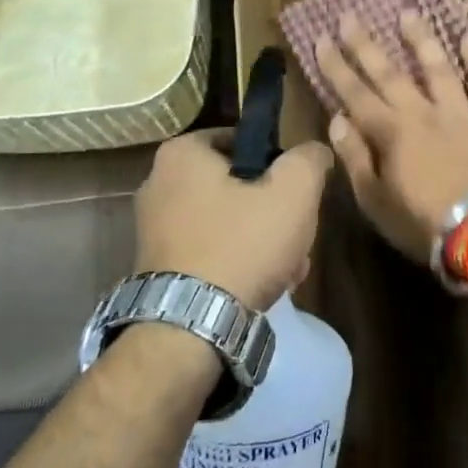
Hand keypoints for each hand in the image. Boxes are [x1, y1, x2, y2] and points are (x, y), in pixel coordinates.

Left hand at [133, 129, 333, 310]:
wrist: (191, 328)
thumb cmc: (242, 244)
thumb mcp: (293, 192)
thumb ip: (309, 159)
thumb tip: (314, 151)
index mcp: (182, 154)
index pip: (243, 140)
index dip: (278, 164)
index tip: (297, 193)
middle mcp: (158, 183)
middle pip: (237, 185)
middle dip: (273, 211)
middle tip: (297, 235)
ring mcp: (153, 228)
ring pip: (227, 221)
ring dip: (261, 241)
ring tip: (287, 269)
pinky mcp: (158, 266)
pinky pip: (209, 251)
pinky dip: (236, 263)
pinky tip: (261, 286)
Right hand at [313, 12, 467, 260]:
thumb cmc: (424, 223)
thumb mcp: (376, 201)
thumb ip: (356, 158)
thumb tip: (338, 119)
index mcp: (391, 133)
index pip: (355, 93)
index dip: (336, 66)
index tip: (321, 39)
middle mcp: (423, 113)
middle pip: (390, 73)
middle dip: (366, 44)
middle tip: (350, 16)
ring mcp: (462, 113)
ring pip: (438, 69)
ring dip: (421, 40)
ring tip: (409, 14)